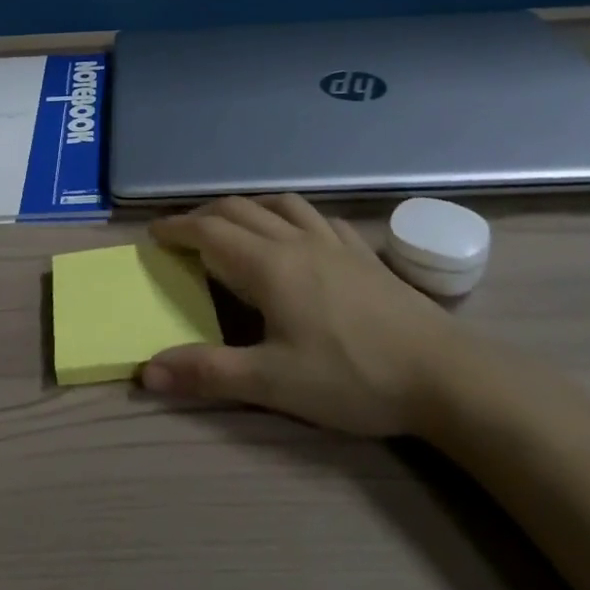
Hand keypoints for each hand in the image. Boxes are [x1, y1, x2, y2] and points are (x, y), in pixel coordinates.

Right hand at [141, 195, 471, 436]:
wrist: (443, 374)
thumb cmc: (353, 377)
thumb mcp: (273, 384)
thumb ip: (208, 373)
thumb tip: (146, 372)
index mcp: (269, 265)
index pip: (210, 232)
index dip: (177, 228)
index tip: (154, 234)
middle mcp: (297, 241)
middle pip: (240, 210)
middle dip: (204, 215)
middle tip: (183, 232)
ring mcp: (334, 243)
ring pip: (280, 205)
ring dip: (247, 208)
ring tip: (234, 224)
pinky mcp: (364, 254)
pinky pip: (318, 218)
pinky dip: (292, 217)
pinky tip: (300, 236)